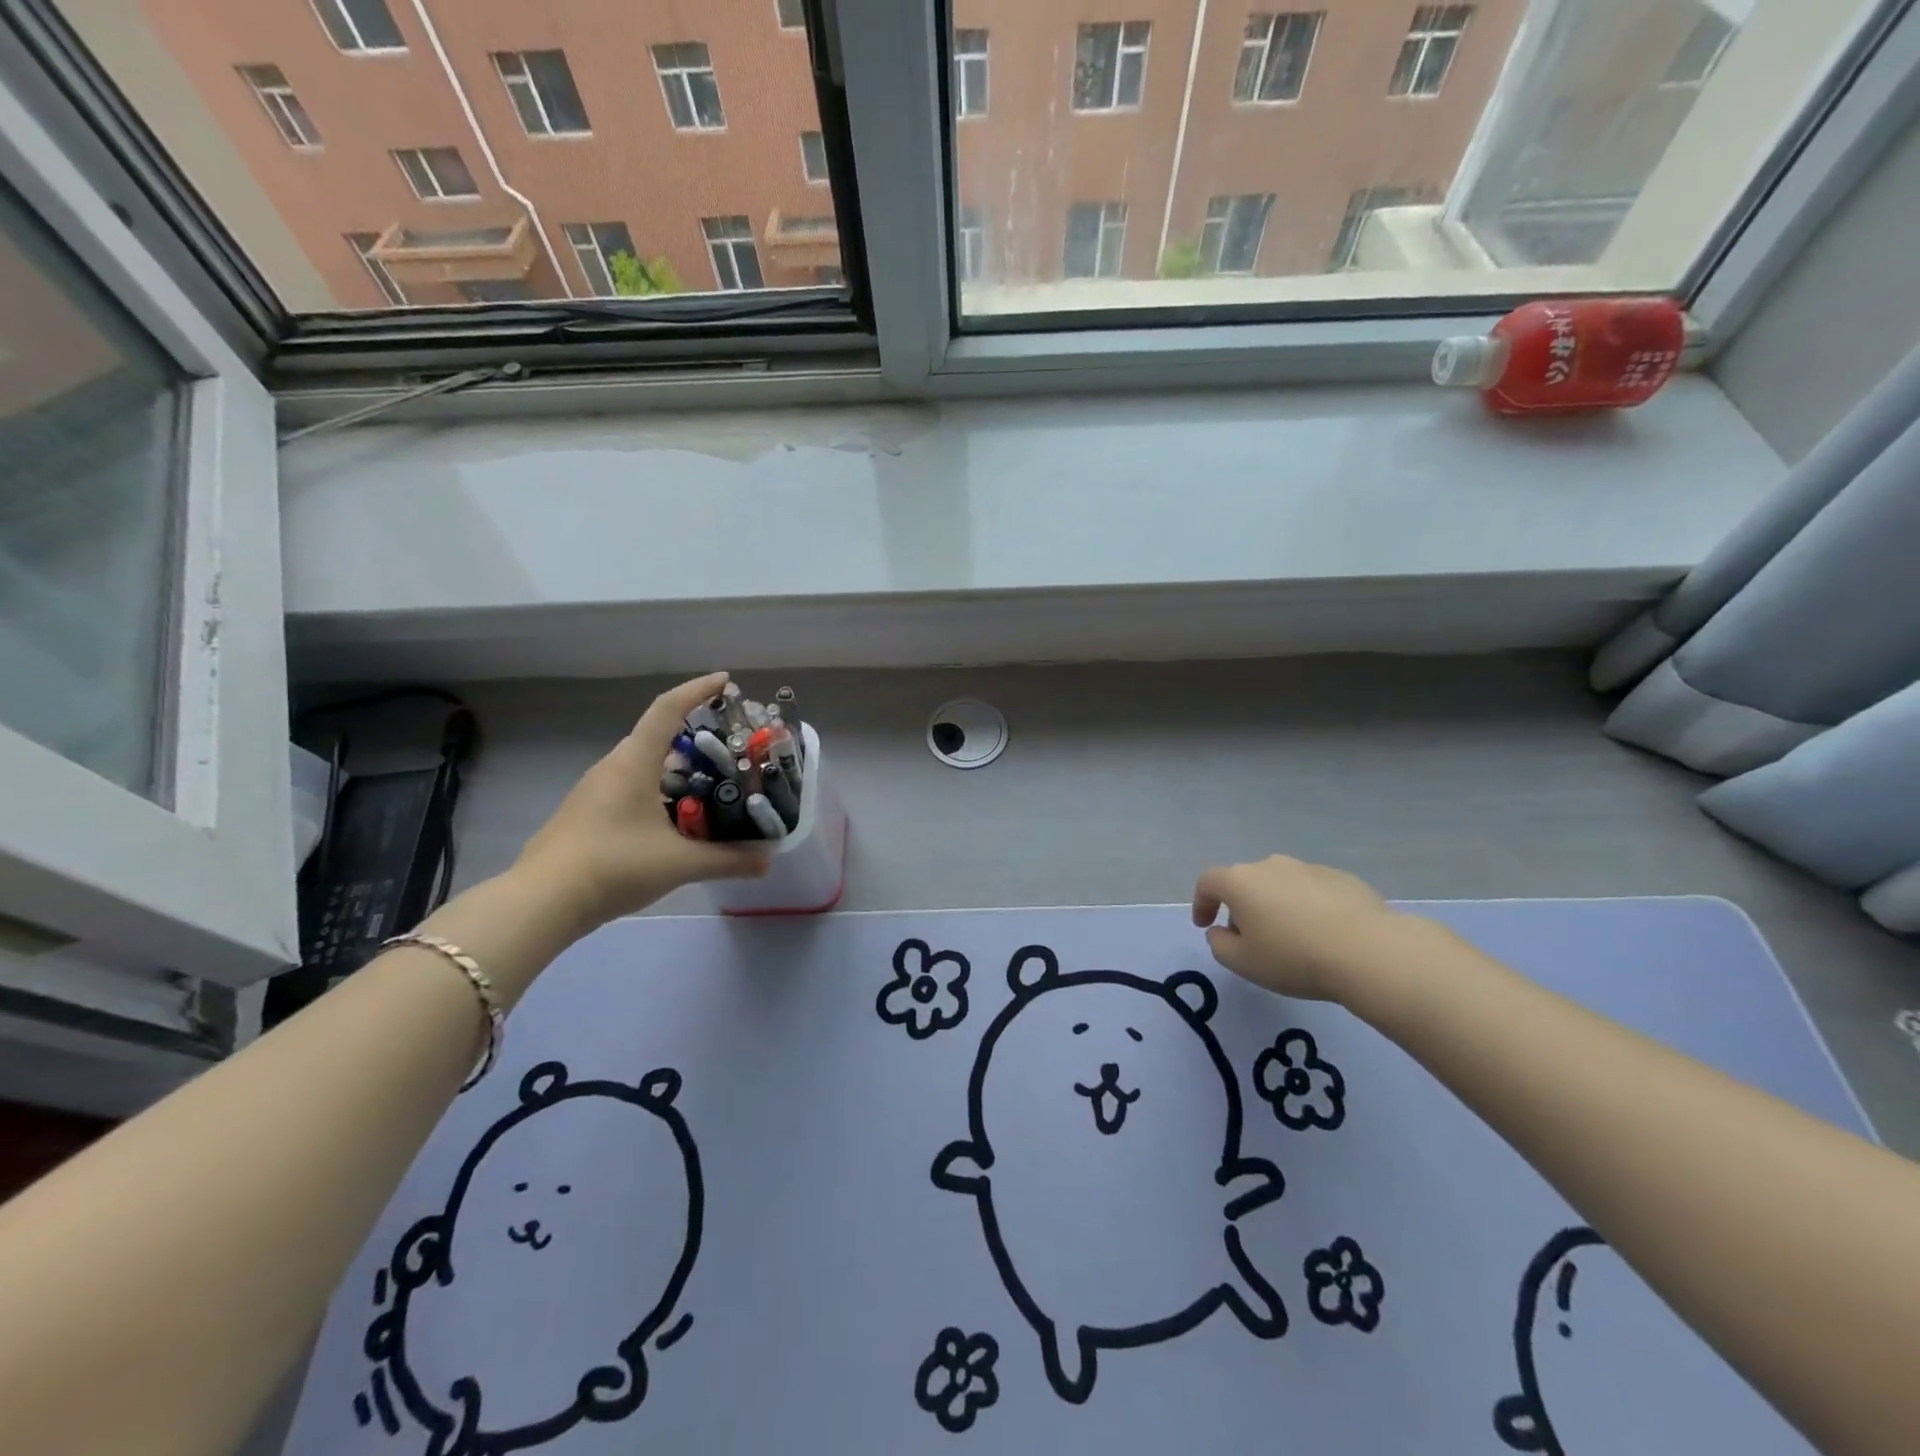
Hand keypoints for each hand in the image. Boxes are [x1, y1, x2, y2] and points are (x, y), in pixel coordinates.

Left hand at [516, 672, 768, 928]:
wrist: (542, 902)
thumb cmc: (613, 866)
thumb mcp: (679, 863)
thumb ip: (728, 859)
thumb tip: (768, 860)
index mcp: (634, 763)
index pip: (668, 710)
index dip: (698, 690)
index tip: (726, 682)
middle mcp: (614, 767)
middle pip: (659, 739)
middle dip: (697, 740)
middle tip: (732, 752)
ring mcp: (596, 791)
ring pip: (646, 767)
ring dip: (679, 772)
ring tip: (713, 789)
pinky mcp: (588, 814)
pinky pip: (632, 789)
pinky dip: (661, 793)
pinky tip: (678, 823)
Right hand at [1191, 855, 1416, 1003]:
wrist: (1368, 952)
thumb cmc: (1294, 958)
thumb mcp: (1243, 963)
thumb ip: (1220, 944)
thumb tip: (1222, 931)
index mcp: (1240, 881)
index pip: (1208, 882)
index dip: (1201, 903)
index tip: (1205, 925)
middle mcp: (1271, 865)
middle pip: (1246, 882)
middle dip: (1242, 907)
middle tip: (1251, 938)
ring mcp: (1309, 868)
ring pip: (1281, 884)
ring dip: (1277, 905)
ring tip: (1292, 938)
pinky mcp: (1342, 878)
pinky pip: (1313, 891)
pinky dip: (1309, 907)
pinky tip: (1324, 934)